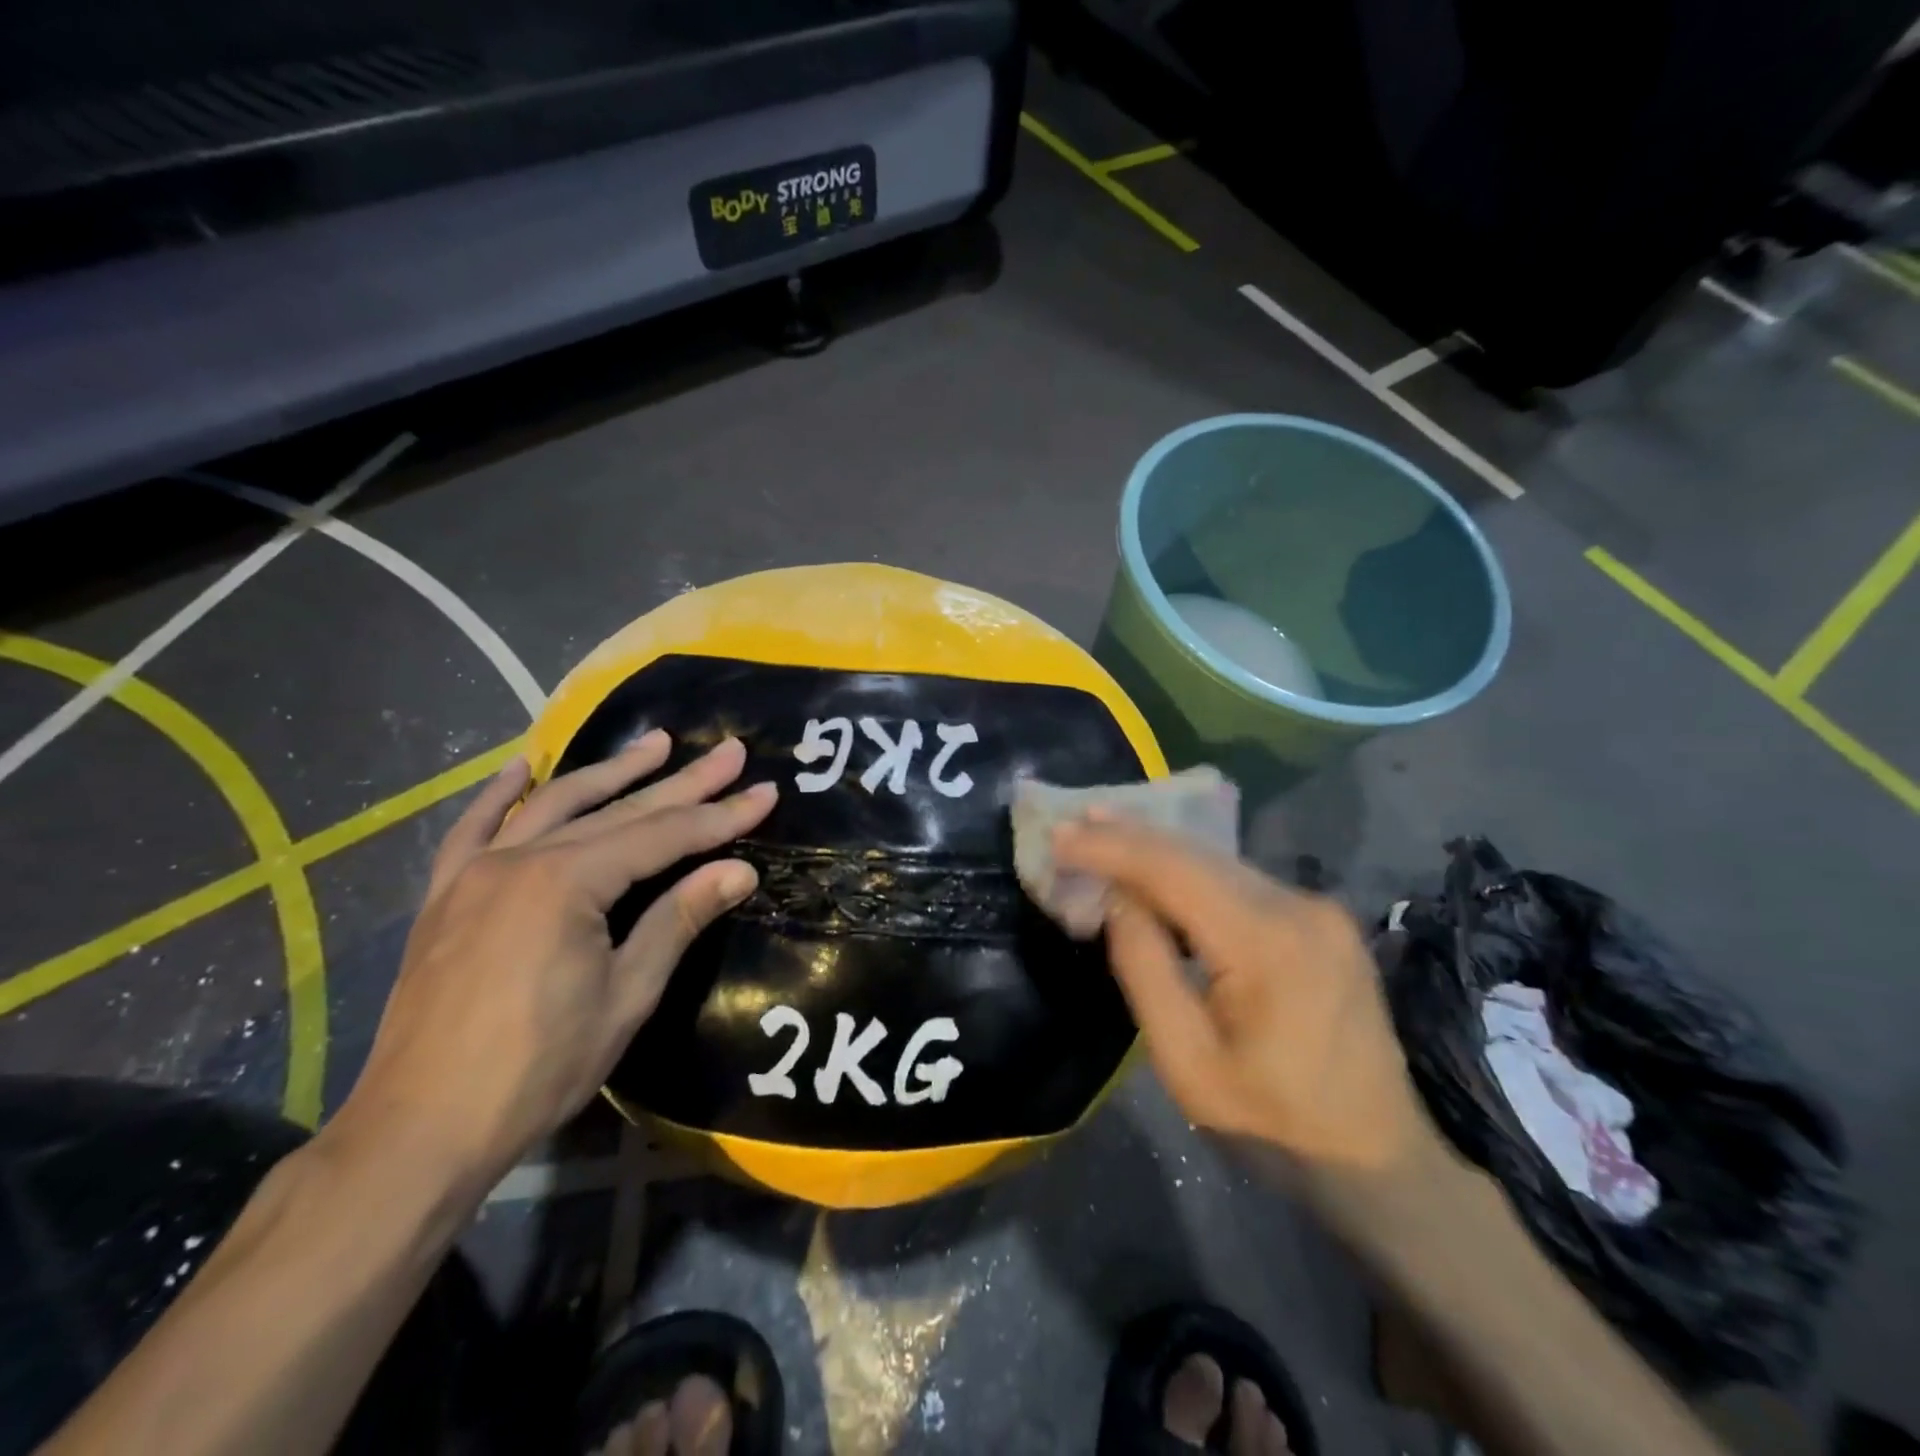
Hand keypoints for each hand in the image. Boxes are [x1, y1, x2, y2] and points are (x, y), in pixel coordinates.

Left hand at [335, 733, 775, 1188]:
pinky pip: (473, 829)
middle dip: (682, 781)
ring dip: (609, 771)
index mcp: (566, 883)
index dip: (720, 816)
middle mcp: (519, 859)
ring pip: (553, 805)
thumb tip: (739, 871)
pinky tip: (522, 768)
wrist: (417, 1131)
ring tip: (655, 742)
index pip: (663, 836)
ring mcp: (474, 873)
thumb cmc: (537, 1068)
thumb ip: (678, 920)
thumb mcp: (626, 994)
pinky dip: (500, 795)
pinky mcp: (445, 896)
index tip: (765, 792)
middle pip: (618, 810)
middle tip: (730, 752)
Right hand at [1052, 819, 1431, 1177]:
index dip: (1111, 847)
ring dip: (1158, 851)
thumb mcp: (1187, 1065)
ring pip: (1219, 863)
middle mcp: (1299, 907)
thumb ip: (1144, 970)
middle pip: (1197, 854)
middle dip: (1129, 836)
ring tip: (1101, 835)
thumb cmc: (1274, 1125)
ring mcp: (1318, 909)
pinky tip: (1158, 871)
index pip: (1173, 870)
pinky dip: (1190, 873)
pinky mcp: (1322, 919)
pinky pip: (1240, 882)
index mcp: (1268, 943)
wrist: (1380, 1160)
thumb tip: (1116, 899)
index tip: (1059, 835)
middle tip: (1072, 824)